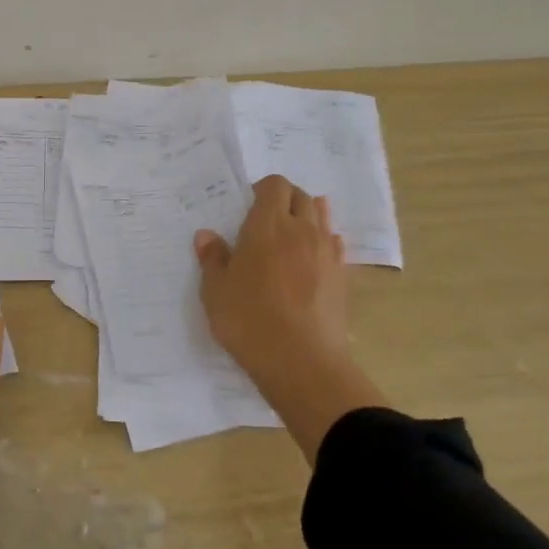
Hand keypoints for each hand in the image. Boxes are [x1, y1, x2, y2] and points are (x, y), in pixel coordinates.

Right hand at [195, 175, 382, 457]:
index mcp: (267, 225)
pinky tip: (312, 257)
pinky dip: (323, 242)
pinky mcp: (341, 276)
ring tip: (291, 233)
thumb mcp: (216, 291)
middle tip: (266, 220)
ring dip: (307, 216)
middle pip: (301, 196)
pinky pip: (334, 245)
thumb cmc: (250, 321)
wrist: (303, 363)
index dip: (262, 188)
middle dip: (285, 199)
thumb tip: (206, 235)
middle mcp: (301, 230)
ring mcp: (326, 252)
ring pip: (321, 217)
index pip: (274, 185)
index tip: (248, 206)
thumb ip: (212, 259)